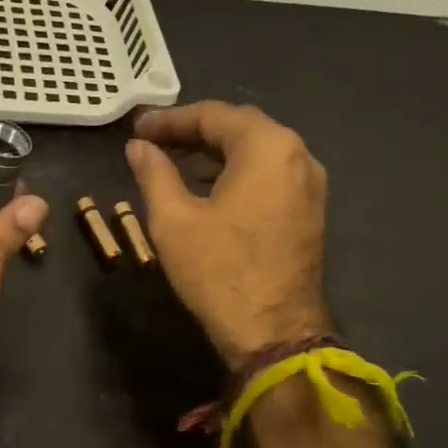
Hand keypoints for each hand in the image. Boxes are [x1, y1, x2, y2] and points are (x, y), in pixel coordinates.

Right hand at [124, 101, 331, 367]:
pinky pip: (270, 175)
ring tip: (173, 166)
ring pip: (256, 152)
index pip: (213, 115)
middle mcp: (298, 154)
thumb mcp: (173, 220)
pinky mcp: (310, 210)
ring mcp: (309, 183)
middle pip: (239, 128)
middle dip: (194, 132)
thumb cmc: (219, 271)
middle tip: (153, 144)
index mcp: (267, 147)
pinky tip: (207, 190)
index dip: (170, 120)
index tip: (137, 130)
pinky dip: (237, 173)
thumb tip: (138, 147)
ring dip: (215, 153)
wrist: (273, 332)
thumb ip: (154, 173)